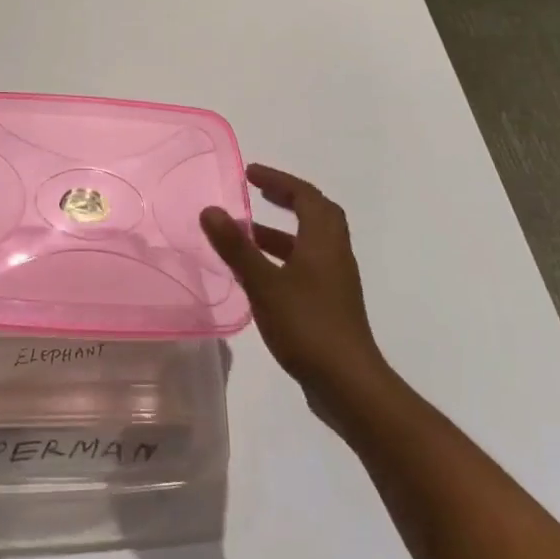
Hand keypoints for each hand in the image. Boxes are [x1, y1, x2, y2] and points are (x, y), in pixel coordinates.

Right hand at [201, 163, 388, 416]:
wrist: (348, 385)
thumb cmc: (307, 325)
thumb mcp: (264, 284)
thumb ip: (236, 247)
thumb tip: (210, 209)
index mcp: (322, 242)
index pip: (306, 196)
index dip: (279, 180)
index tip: (250, 173)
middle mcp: (333, 255)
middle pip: (317, 214)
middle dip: (288, 198)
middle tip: (258, 193)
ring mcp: (335, 283)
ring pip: (310, 243)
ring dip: (282, 231)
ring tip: (248, 233)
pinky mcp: (330, 306)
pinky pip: (307, 266)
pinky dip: (284, 258)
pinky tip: (259, 275)